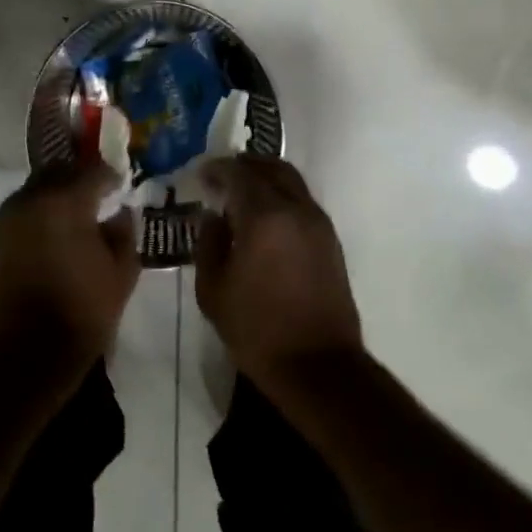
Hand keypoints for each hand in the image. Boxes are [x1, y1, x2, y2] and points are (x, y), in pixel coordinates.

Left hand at [0, 167, 140, 370]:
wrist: (27, 352)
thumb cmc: (82, 311)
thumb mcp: (122, 272)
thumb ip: (124, 233)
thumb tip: (120, 213)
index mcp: (65, 201)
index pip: (94, 171)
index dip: (111, 177)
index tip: (122, 186)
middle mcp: (32, 198)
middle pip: (61, 170)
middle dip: (81, 178)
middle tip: (99, 195)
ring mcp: (9, 216)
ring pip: (38, 187)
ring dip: (58, 192)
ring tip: (77, 214)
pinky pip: (24, 208)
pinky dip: (41, 210)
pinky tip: (56, 231)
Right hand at [194, 156, 361, 384]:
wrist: (318, 366)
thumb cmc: (257, 330)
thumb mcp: (213, 290)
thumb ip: (208, 244)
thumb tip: (212, 217)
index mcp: (264, 217)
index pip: (238, 173)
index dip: (217, 169)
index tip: (200, 174)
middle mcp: (296, 209)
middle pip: (271, 168)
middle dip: (244, 165)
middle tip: (222, 175)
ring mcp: (318, 223)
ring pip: (292, 182)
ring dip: (266, 177)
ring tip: (242, 192)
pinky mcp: (330, 241)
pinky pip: (302, 201)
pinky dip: (282, 195)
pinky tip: (265, 217)